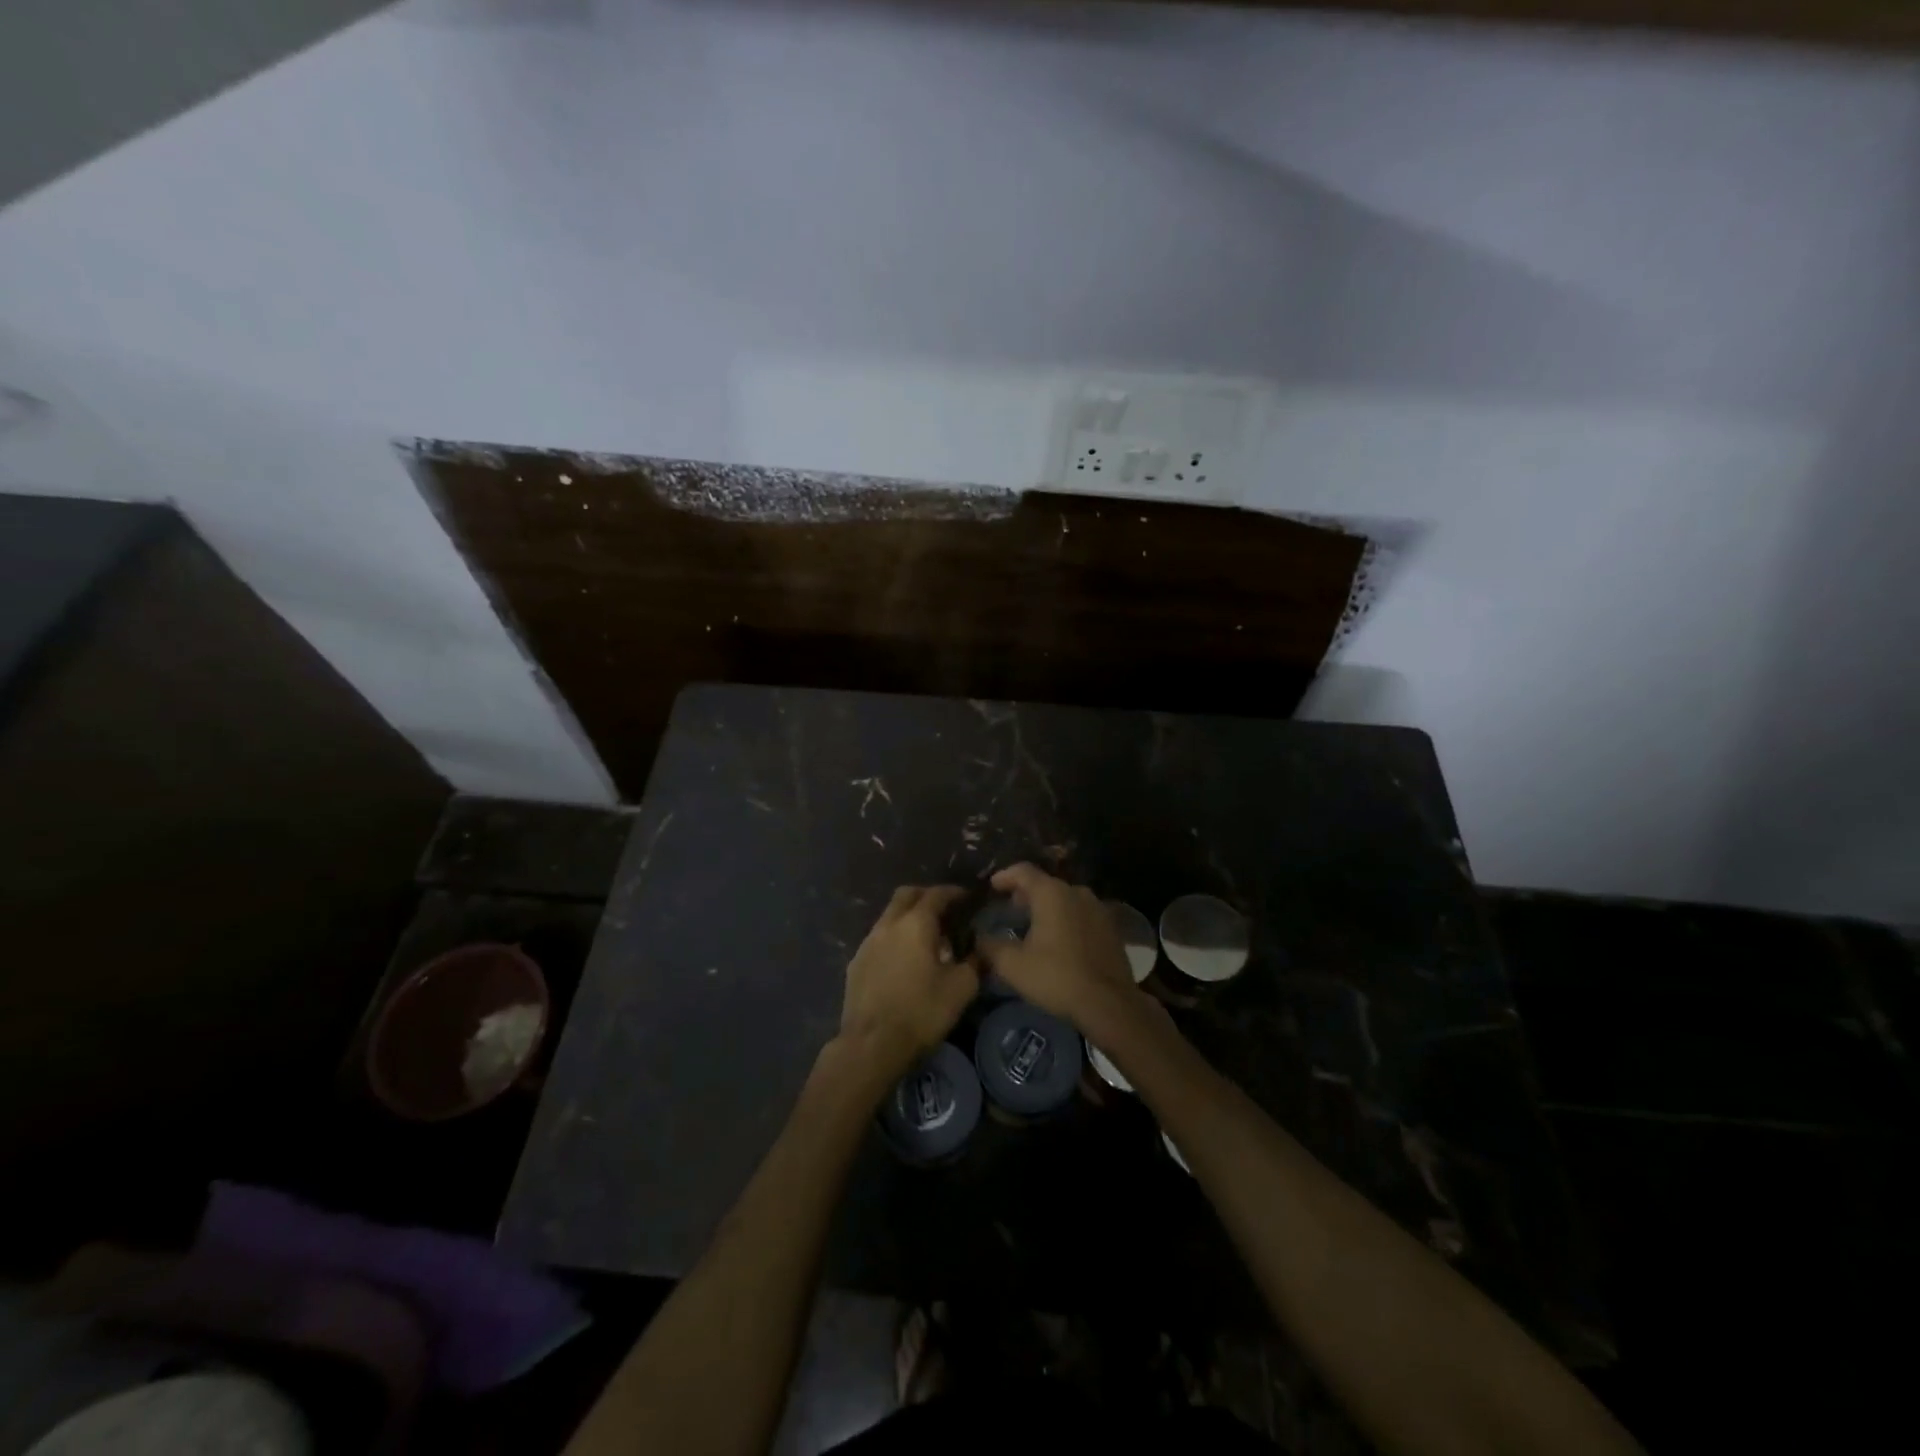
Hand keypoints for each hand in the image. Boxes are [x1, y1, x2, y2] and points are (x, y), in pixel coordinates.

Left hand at [838, 885, 977, 1078]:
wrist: (872, 1044)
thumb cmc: (921, 1012)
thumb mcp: (962, 988)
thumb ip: (974, 962)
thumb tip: (978, 949)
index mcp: (916, 924)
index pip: (936, 894)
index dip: (953, 892)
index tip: (967, 897)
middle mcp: (888, 924)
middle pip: (906, 895)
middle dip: (926, 896)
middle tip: (945, 910)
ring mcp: (868, 942)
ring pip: (889, 915)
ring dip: (908, 917)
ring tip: (926, 938)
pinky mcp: (855, 962)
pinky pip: (878, 938)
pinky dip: (894, 938)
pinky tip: (903, 960)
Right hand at [974, 863, 1139, 1030]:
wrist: (1110, 1004)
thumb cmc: (1057, 977)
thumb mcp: (1013, 965)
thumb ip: (990, 947)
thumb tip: (978, 939)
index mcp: (1052, 893)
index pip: (1023, 871)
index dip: (1004, 876)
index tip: (991, 886)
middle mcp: (1077, 892)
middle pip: (1046, 883)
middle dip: (1025, 893)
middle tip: (1010, 907)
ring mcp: (1098, 908)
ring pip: (1066, 898)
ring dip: (1048, 906)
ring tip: (1033, 924)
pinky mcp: (1111, 927)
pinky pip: (1081, 913)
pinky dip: (1066, 919)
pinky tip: (1059, 939)